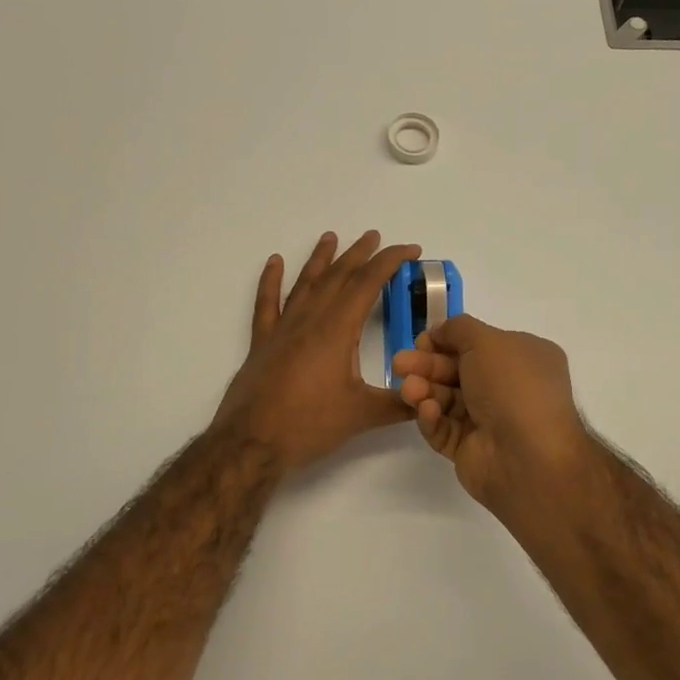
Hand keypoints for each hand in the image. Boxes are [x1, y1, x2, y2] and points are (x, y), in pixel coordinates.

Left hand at [213, 231, 420, 472]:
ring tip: (331, 237)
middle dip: (360, 254)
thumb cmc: (308, 425)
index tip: (410, 250)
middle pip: (337, 277)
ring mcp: (282, 329)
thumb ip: (398, 403)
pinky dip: (270, 281)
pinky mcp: (262, 342)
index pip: (367, 284)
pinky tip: (274, 262)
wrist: (251, 443)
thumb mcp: (361, 415)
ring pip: (305, 283)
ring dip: (321, 259)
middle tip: (375, 236)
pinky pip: (266, 303)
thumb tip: (427, 395)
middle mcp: (309, 320)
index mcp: (336, 330)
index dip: (390, 262)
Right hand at [392, 315, 595, 516]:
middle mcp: (509, 387)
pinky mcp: (470, 449)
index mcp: (523, 358)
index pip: (478, 344)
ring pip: (446, 399)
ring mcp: (489, 420)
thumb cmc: (513, 386)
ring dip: (425, 390)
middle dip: (426, 365)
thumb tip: (439, 333)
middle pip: (457, 370)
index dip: (447, 340)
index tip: (422, 342)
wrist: (528, 456)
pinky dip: (432, 417)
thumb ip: (458, 329)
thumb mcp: (487, 341)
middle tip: (399, 364)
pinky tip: (427, 410)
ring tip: (409, 390)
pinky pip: (444, 428)